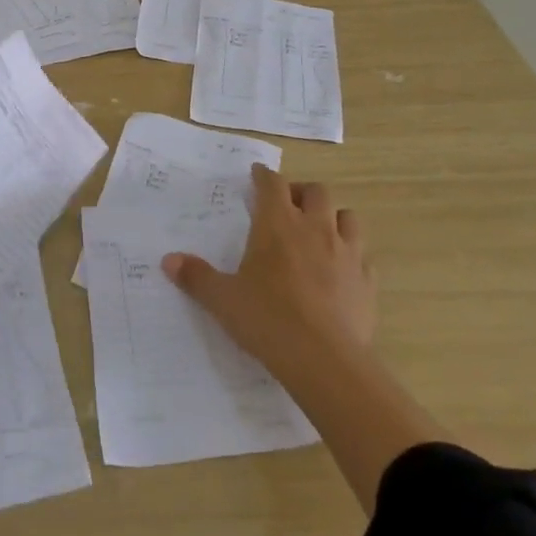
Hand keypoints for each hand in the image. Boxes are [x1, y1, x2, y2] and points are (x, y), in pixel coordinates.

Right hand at [163, 164, 375, 383]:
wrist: (325, 360)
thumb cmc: (267, 319)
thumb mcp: (222, 299)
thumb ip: (196, 277)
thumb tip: (168, 260)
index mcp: (277, 224)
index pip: (272, 183)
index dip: (263, 175)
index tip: (257, 174)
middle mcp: (315, 228)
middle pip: (316, 191)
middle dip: (301, 192)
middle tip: (287, 205)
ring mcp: (347, 253)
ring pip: (347, 217)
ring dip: (332, 217)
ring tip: (318, 232)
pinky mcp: (367, 281)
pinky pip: (363, 256)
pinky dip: (352, 256)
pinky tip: (340, 271)